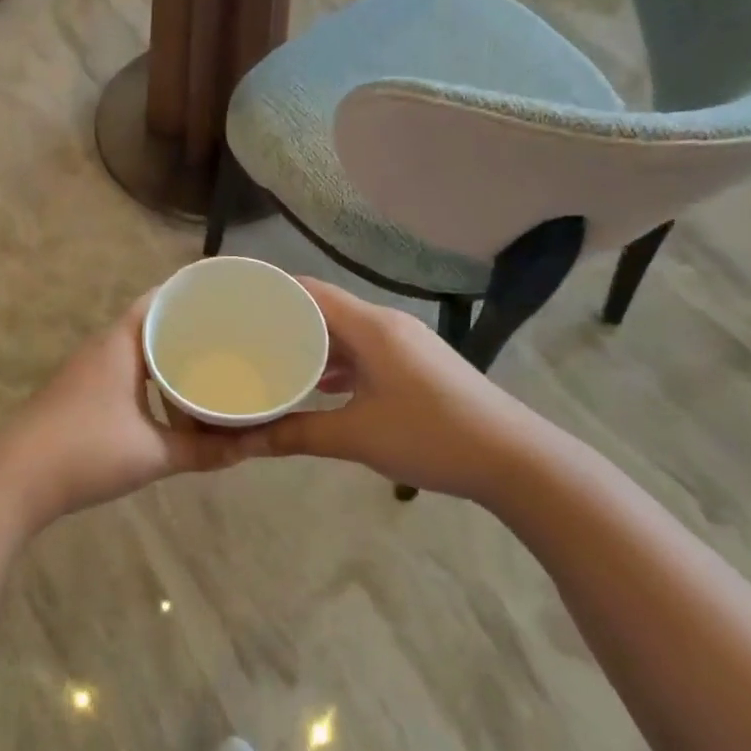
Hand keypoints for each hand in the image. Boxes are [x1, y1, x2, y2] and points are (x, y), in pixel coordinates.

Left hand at [0, 294, 255, 529]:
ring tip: (210, 371)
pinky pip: (127, 373)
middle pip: (153, 324)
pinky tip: (171, 406)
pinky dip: (152, 381)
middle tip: (233, 338)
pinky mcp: (81, 393)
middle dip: (190, 330)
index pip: (162, 298)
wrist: (14, 480)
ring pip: (139, 352)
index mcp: (122, 342)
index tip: (231, 299)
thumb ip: (203, 450)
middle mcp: (104, 347)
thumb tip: (249, 448)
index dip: (195, 295)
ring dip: (169, 360)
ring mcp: (88, 370)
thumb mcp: (152, 452)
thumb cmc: (86, 452)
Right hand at [238, 278, 551, 500]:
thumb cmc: (431, 436)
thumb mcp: (357, 436)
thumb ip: (298, 433)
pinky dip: (338, 363)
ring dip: (312, 345)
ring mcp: (406, 344)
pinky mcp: (416, 365)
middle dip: (285, 321)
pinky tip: (318, 387)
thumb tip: (245, 442)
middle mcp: (387, 325)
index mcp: (372, 327)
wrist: (514, 459)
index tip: (236, 302)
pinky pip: (365, 352)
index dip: (272, 291)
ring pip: (346, 333)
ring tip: (271, 360)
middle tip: (244, 336)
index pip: (311, 291)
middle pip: (326, 309)